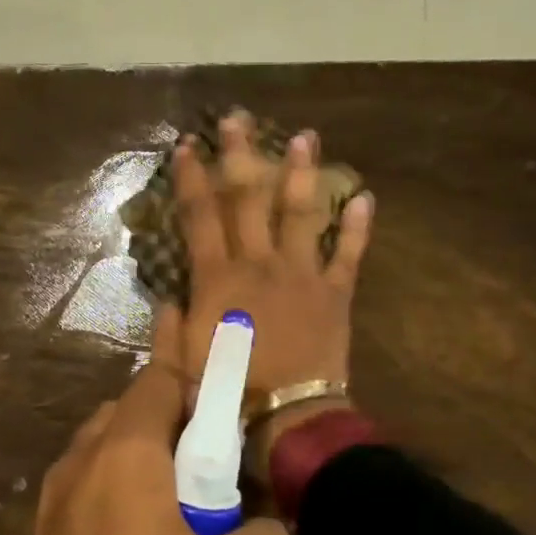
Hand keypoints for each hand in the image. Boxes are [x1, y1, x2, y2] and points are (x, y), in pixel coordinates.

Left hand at [0, 356, 294, 534]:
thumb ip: (272, 533)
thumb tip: (256, 522)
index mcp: (126, 457)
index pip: (160, 378)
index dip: (198, 369)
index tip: (230, 378)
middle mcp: (79, 467)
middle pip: (132, 410)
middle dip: (180, 418)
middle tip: (222, 458)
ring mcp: (50, 510)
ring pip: (108, 452)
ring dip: (151, 459)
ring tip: (193, 508)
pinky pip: (91, 494)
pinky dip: (125, 494)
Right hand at [152, 111, 374, 473]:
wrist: (285, 415)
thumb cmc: (227, 391)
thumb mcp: (183, 359)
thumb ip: (172, 324)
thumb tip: (169, 296)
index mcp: (218, 278)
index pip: (201, 216)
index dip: (193, 178)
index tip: (188, 145)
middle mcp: (259, 263)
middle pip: (249, 199)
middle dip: (242, 155)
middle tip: (240, 118)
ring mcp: (301, 274)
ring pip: (301, 213)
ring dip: (302, 173)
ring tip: (306, 137)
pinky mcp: (335, 294)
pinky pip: (349, 254)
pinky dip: (359, 227)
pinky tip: (366, 197)